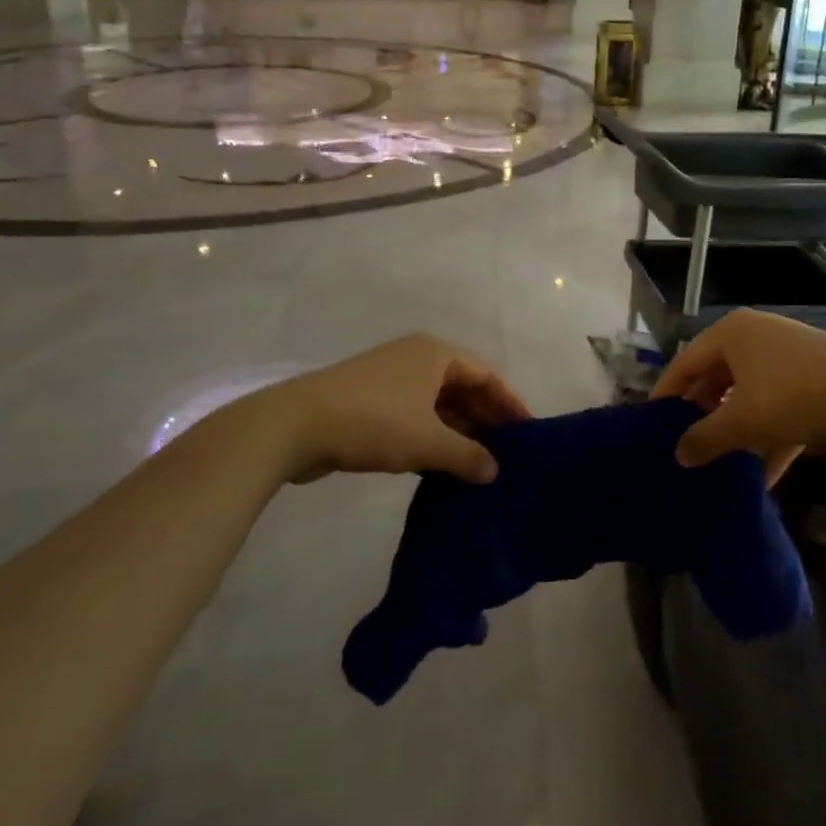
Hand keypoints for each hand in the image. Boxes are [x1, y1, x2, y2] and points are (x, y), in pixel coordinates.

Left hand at [242, 335, 528, 484]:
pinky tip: (440, 467)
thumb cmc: (374, 421)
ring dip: (457, 432)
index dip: (509, 402)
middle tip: (507, 453)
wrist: (296, 426)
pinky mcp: (368, 402)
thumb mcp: (428, 441)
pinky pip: (413, 416)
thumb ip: (467, 455)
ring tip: (479, 465)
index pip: (486, 375)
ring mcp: (390, 379)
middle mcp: (416, 359)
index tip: (528, 431)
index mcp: (436, 354)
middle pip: (462, 387)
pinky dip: (430, 437)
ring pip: (436, 404)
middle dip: (484, 419)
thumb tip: (495, 471)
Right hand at [653, 310, 825, 470]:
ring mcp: (785, 354)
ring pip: (747, 392)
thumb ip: (706, 438)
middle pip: (715, 377)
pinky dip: (768, 433)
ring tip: (719, 461)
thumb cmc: (796, 396)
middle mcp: (754, 336)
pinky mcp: (811, 375)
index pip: (684, 363)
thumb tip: (678, 454)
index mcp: (730, 334)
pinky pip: (776, 404)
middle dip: (702, 413)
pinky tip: (765, 474)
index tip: (651, 425)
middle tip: (684, 445)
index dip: (666, 395)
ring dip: (735, 427)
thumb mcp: (744, 421)